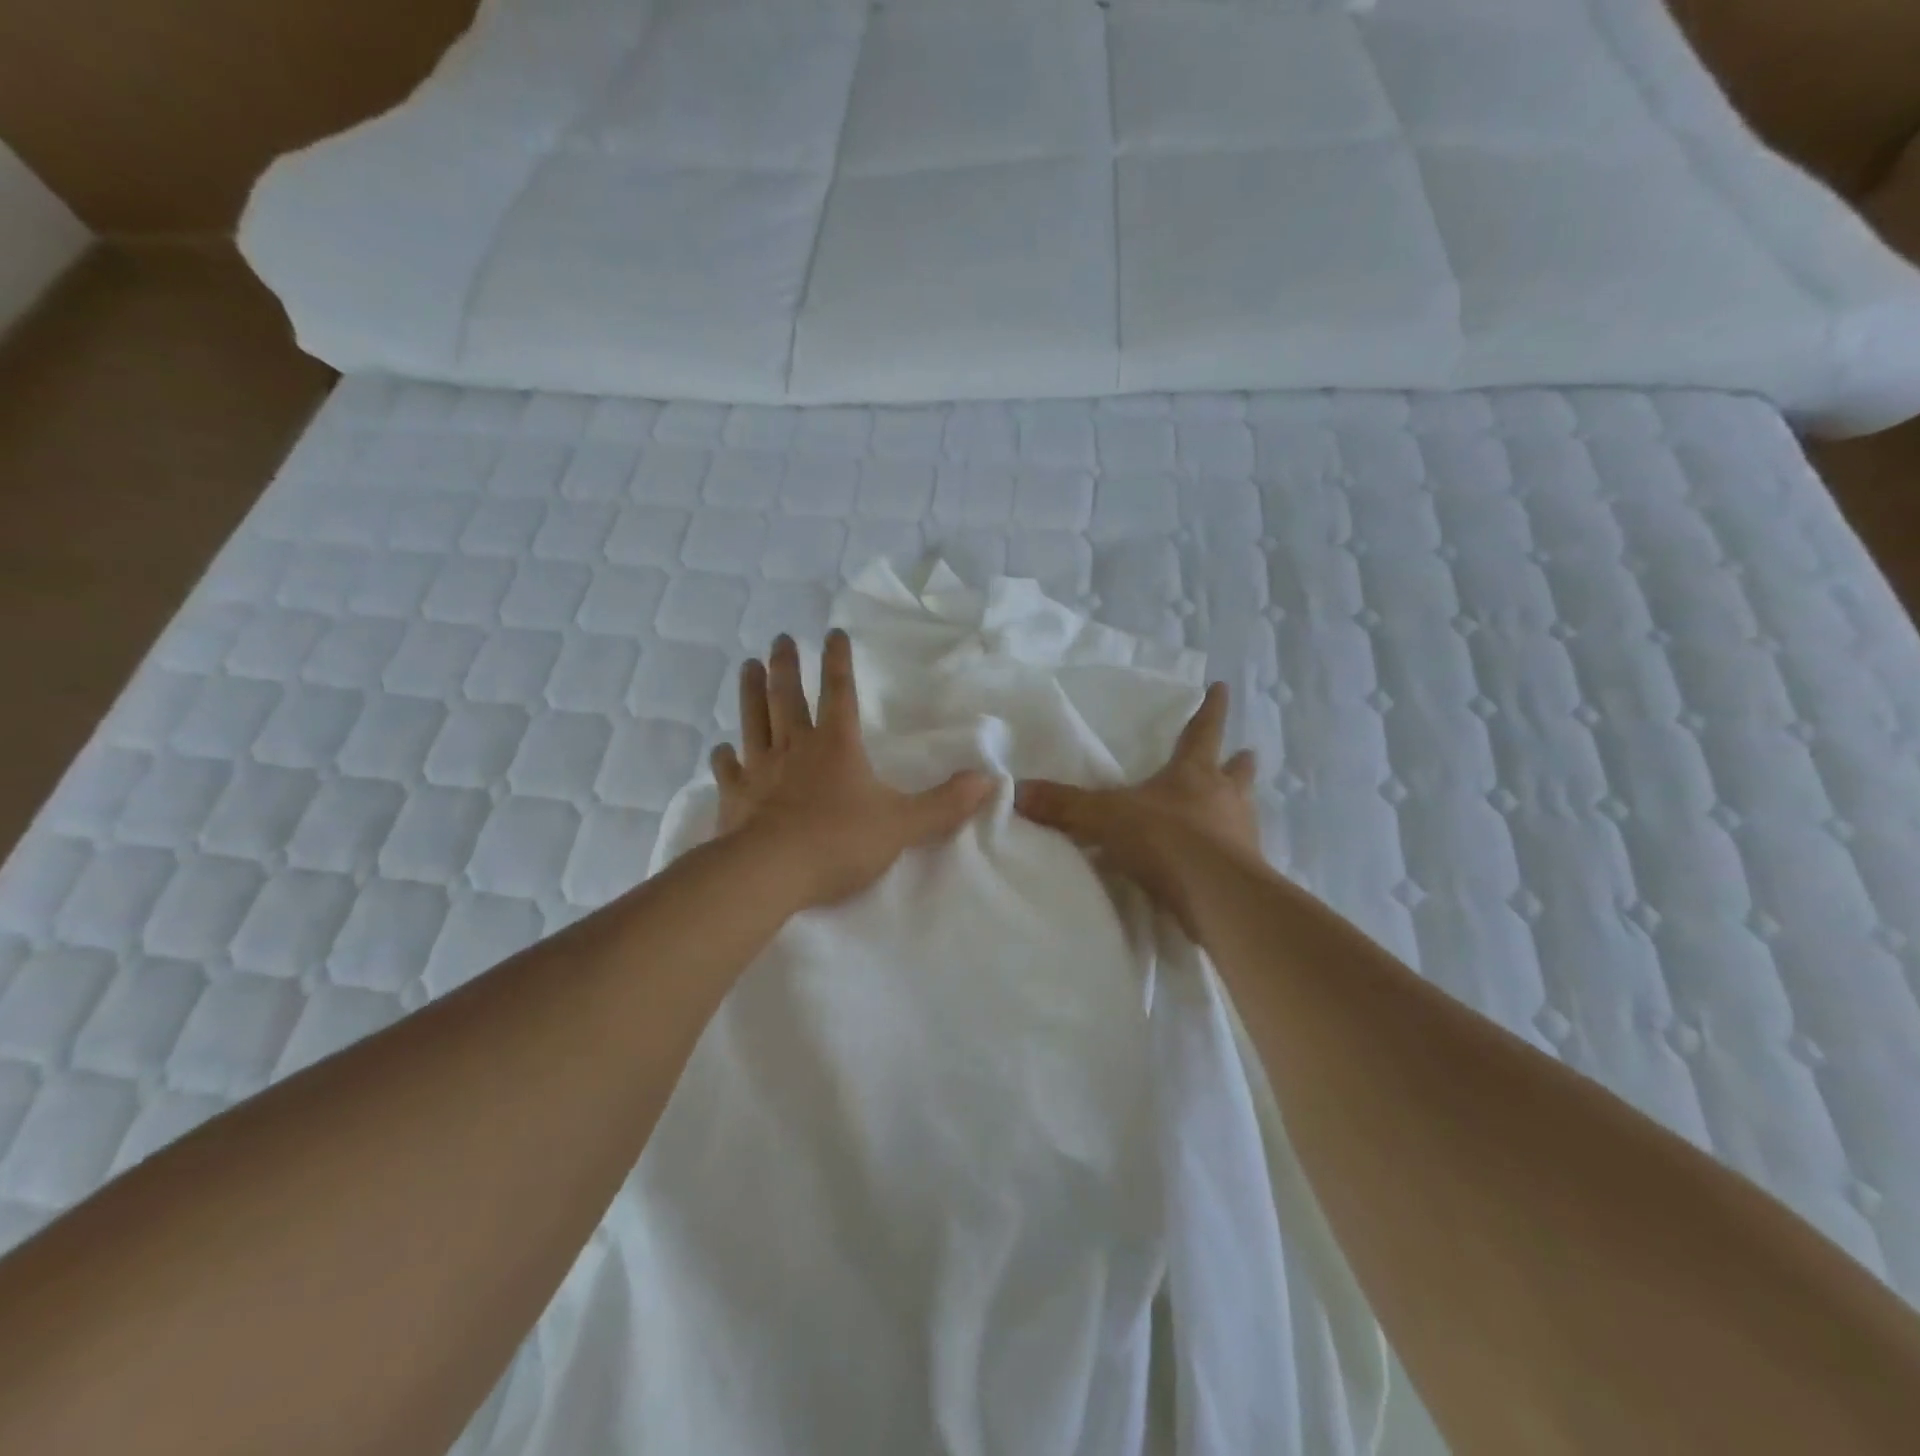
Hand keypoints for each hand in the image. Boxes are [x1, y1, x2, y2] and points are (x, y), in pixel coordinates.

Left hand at [712, 630, 992, 908]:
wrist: (772, 873)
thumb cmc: (840, 842)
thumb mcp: (904, 824)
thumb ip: (946, 804)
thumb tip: (990, 781)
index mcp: (836, 746)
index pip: (839, 693)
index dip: (838, 662)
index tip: (832, 632)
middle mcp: (795, 748)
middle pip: (788, 697)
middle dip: (787, 665)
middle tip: (780, 639)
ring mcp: (760, 770)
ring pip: (753, 721)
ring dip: (751, 692)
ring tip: (747, 666)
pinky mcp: (735, 798)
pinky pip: (727, 769)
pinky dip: (724, 757)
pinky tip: (721, 748)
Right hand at [1014, 682, 1259, 932]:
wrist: (1216, 895)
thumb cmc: (1165, 839)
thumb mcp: (1106, 817)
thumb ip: (1064, 805)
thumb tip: (1017, 790)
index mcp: (1194, 772)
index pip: (1203, 730)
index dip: (1211, 708)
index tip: (1222, 687)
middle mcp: (1224, 796)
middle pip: (1236, 770)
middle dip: (1238, 760)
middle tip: (1246, 752)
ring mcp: (1241, 833)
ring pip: (1243, 808)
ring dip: (1238, 804)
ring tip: (1235, 806)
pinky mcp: (1248, 871)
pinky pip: (1240, 851)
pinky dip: (1233, 847)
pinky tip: (1223, 857)